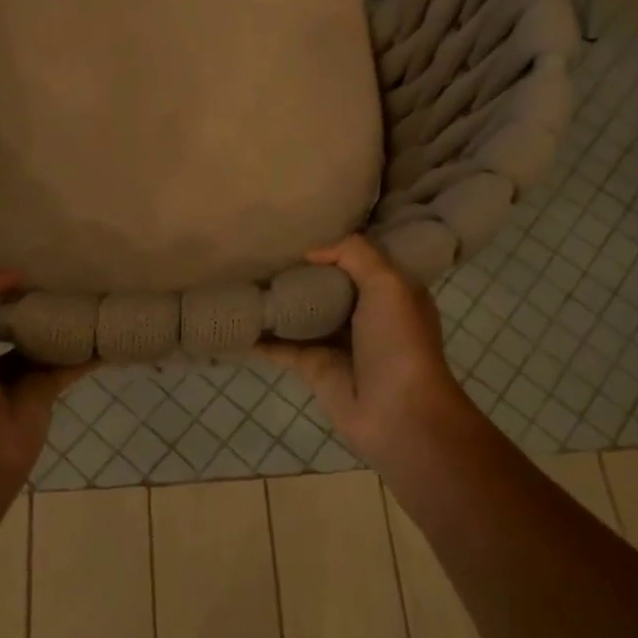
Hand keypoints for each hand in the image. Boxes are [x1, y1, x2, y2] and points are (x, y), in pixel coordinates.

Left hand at [0, 259, 89, 493]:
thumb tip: (14, 276)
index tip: (13, 260)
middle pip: (5, 316)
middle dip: (26, 297)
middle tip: (58, 272)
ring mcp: (10, 375)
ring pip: (38, 338)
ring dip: (59, 320)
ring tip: (87, 292)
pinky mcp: (41, 393)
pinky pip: (68, 364)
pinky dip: (88, 350)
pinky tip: (107, 330)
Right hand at [260, 235, 476, 474]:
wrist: (398, 413)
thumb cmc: (399, 341)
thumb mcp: (388, 282)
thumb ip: (353, 254)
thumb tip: (311, 252)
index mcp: (393, 292)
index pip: (364, 259)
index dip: (340, 244)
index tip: (309, 224)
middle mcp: (366, 314)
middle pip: (329, 285)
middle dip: (303, 269)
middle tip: (266, 246)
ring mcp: (338, 342)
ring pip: (303, 314)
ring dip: (279, 300)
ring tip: (244, 275)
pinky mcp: (314, 367)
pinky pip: (282, 346)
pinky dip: (261, 336)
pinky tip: (238, 319)